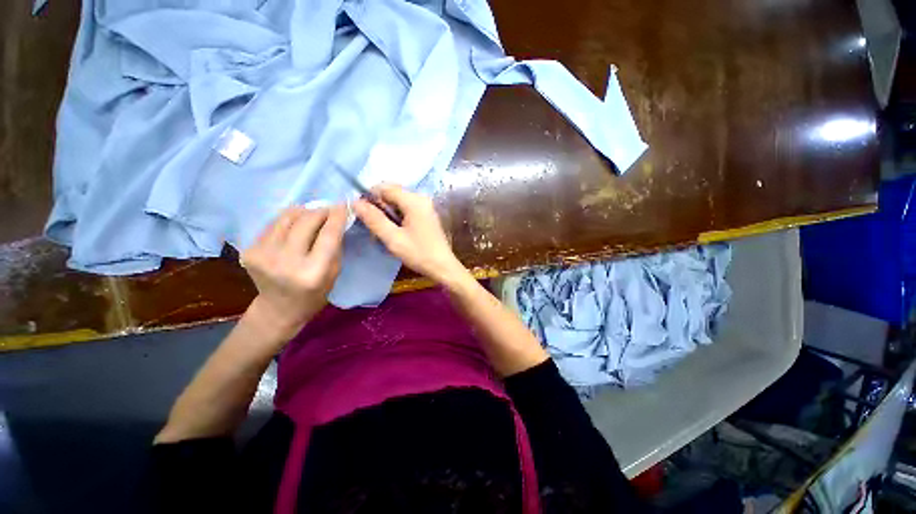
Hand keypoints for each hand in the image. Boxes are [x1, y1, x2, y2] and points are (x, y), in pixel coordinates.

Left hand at [240, 205, 347, 340]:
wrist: (278, 309)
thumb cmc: (315, 293)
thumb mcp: (334, 273)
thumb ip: (335, 246)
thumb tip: (336, 219)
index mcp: (312, 272)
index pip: (328, 235)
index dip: (337, 216)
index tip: (344, 204)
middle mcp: (286, 261)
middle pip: (306, 221)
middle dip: (321, 210)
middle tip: (330, 209)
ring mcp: (263, 255)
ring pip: (287, 217)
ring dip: (304, 211)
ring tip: (314, 215)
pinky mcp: (249, 250)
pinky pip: (274, 224)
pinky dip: (289, 220)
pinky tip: (296, 226)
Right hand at [353, 184, 467, 284]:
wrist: (442, 266)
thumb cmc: (419, 253)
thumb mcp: (393, 238)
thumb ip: (374, 219)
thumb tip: (356, 202)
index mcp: (414, 200)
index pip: (384, 187)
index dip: (369, 197)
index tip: (362, 213)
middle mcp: (420, 198)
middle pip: (391, 193)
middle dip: (378, 207)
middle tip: (373, 226)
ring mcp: (425, 206)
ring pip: (397, 202)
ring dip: (387, 214)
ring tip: (383, 233)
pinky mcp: (426, 214)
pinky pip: (406, 209)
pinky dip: (396, 217)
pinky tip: (395, 232)